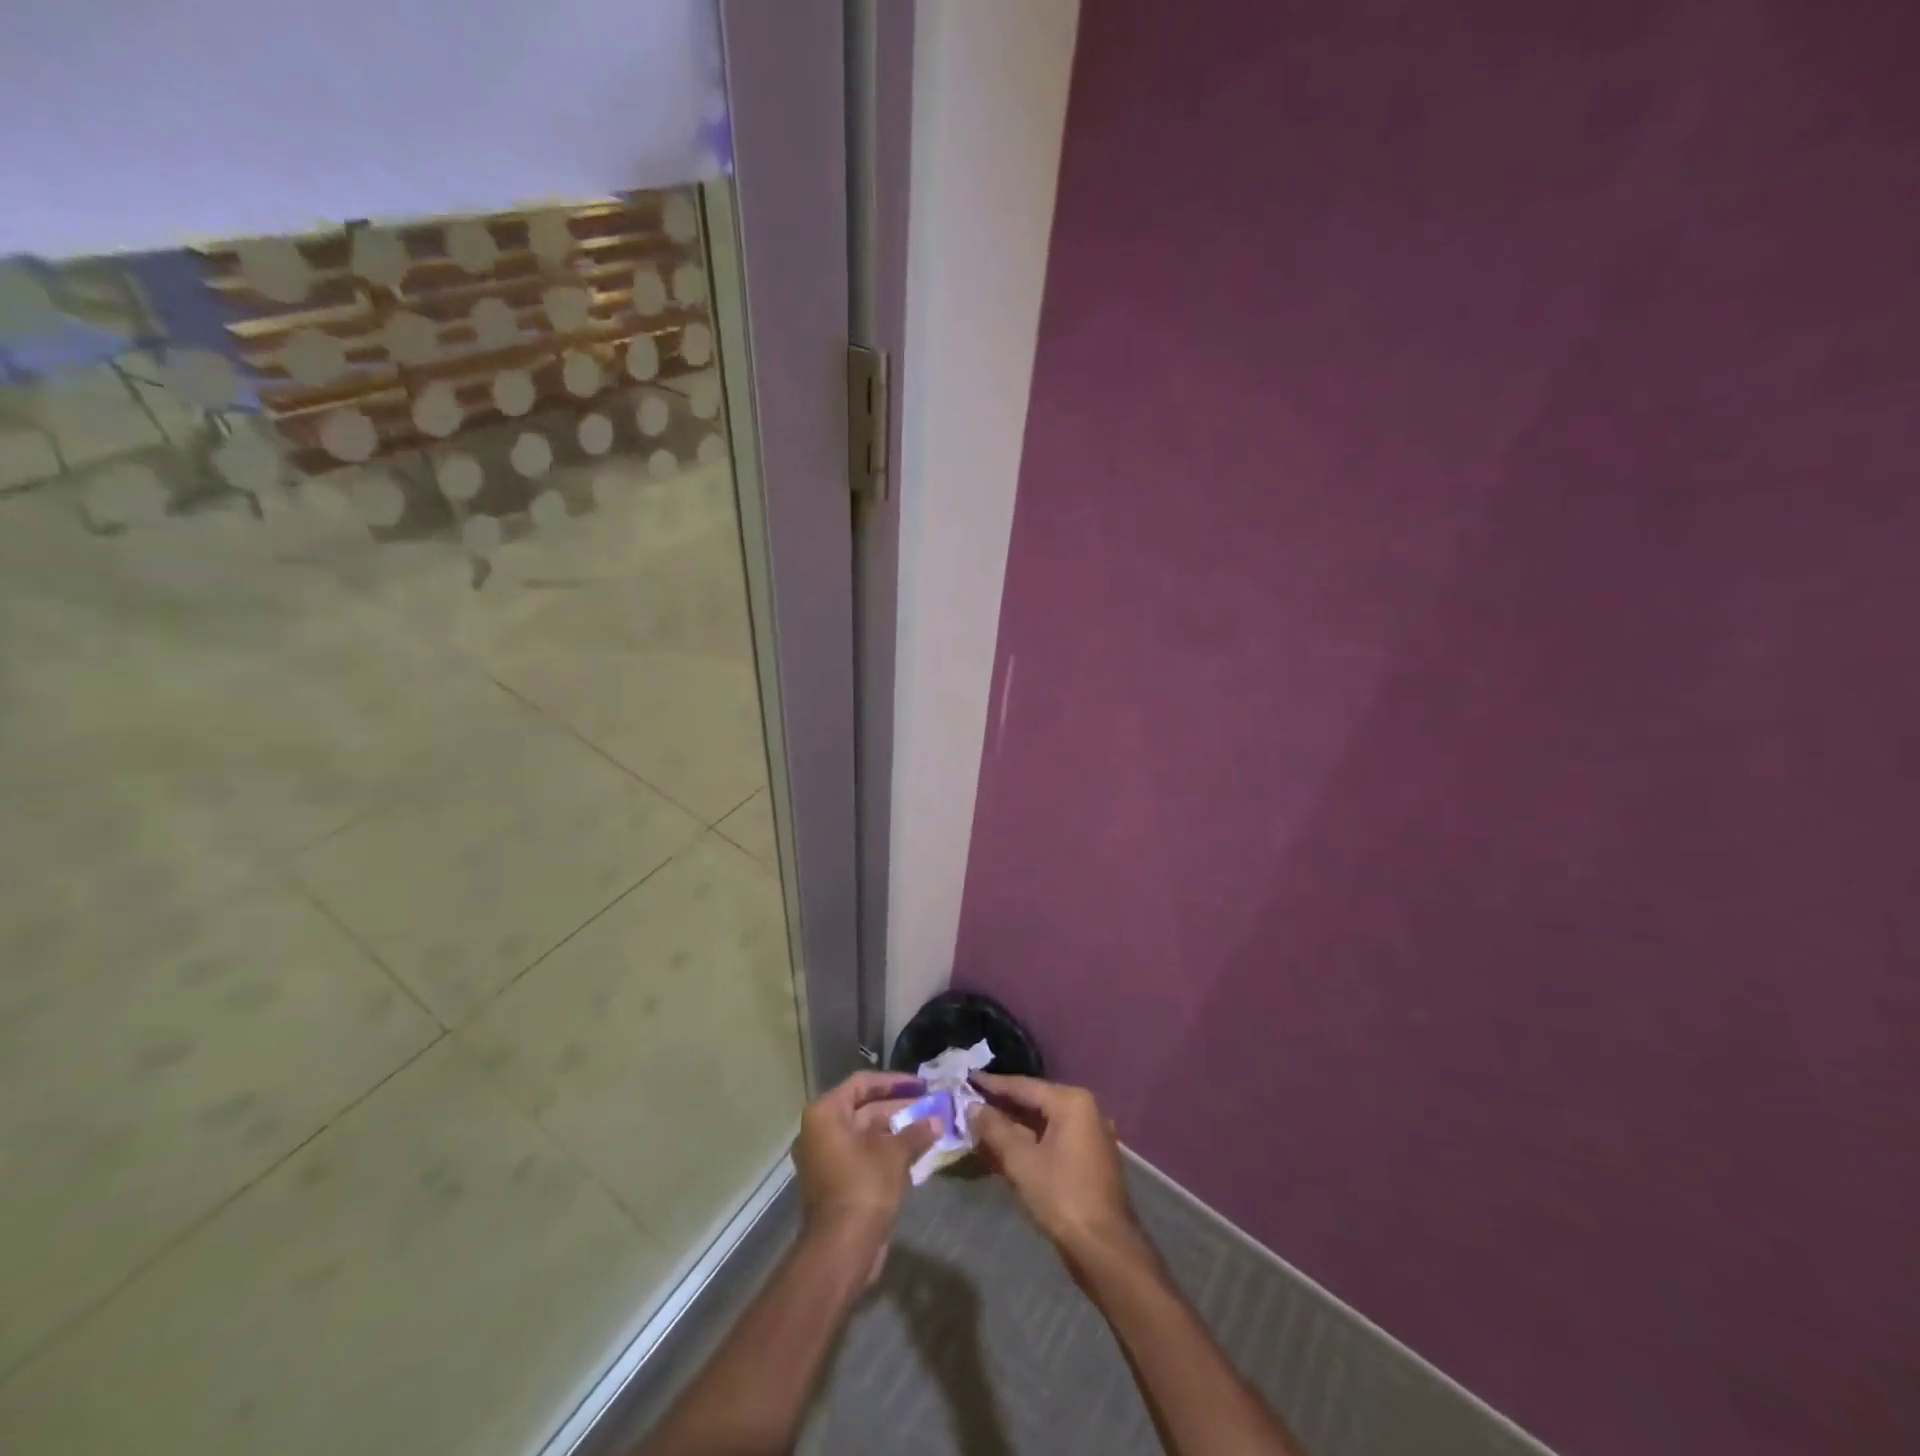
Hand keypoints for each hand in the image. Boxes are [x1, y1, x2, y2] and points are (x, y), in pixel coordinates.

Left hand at [793, 1071, 934, 1243]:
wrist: (841, 1249)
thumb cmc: (863, 1187)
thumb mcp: (894, 1154)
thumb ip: (916, 1132)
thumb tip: (937, 1120)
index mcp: (826, 1114)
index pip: (862, 1083)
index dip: (894, 1082)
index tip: (921, 1085)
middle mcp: (820, 1131)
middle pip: (864, 1108)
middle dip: (899, 1107)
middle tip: (930, 1105)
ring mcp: (826, 1158)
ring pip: (866, 1134)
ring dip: (896, 1131)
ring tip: (929, 1126)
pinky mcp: (835, 1182)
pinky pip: (863, 1155)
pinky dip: (887, 1151)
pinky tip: (916, 1152)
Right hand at [971, 1073, 1138, 1257]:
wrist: (1105, 1248)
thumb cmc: (1061, 1196)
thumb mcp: (1021, 1161)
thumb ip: (995, 1129)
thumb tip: (973, 1107)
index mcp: (1071, 1102)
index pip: (1024, 1086)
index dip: (993, 1084)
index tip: (969, 1078)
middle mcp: (1086, 1110)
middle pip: (1036, 1102)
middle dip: (1003, 1105)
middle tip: (972, 1101)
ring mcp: (1091, 1135)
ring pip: (1044, 1122)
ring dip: (1015, 1126)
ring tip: (983, 1124)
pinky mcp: (1090, 1158)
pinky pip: (1054, 1139)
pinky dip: (1031, 1141)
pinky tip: (1008, 1148)